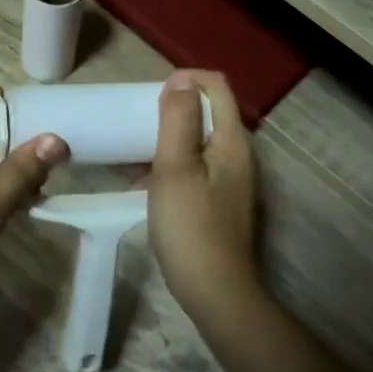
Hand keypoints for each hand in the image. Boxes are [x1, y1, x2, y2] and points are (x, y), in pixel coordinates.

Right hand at [147, 71, 260, 322]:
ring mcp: (230, 180)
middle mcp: (238, 155)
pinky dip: (171, 162)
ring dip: (168, 135)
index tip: (151, 94)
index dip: (186, 79)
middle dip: (174, 106)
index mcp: (232, 141)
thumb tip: (180, 82)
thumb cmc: (190, 226)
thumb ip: (178, 121)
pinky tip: (143, 181)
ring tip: (134, 145)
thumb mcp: (175, 168)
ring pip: (199, 140)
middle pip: (209, 111)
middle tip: (138, 117)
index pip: (217, 87)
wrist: (214, 292)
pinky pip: (194, 166)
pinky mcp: (219, 201)